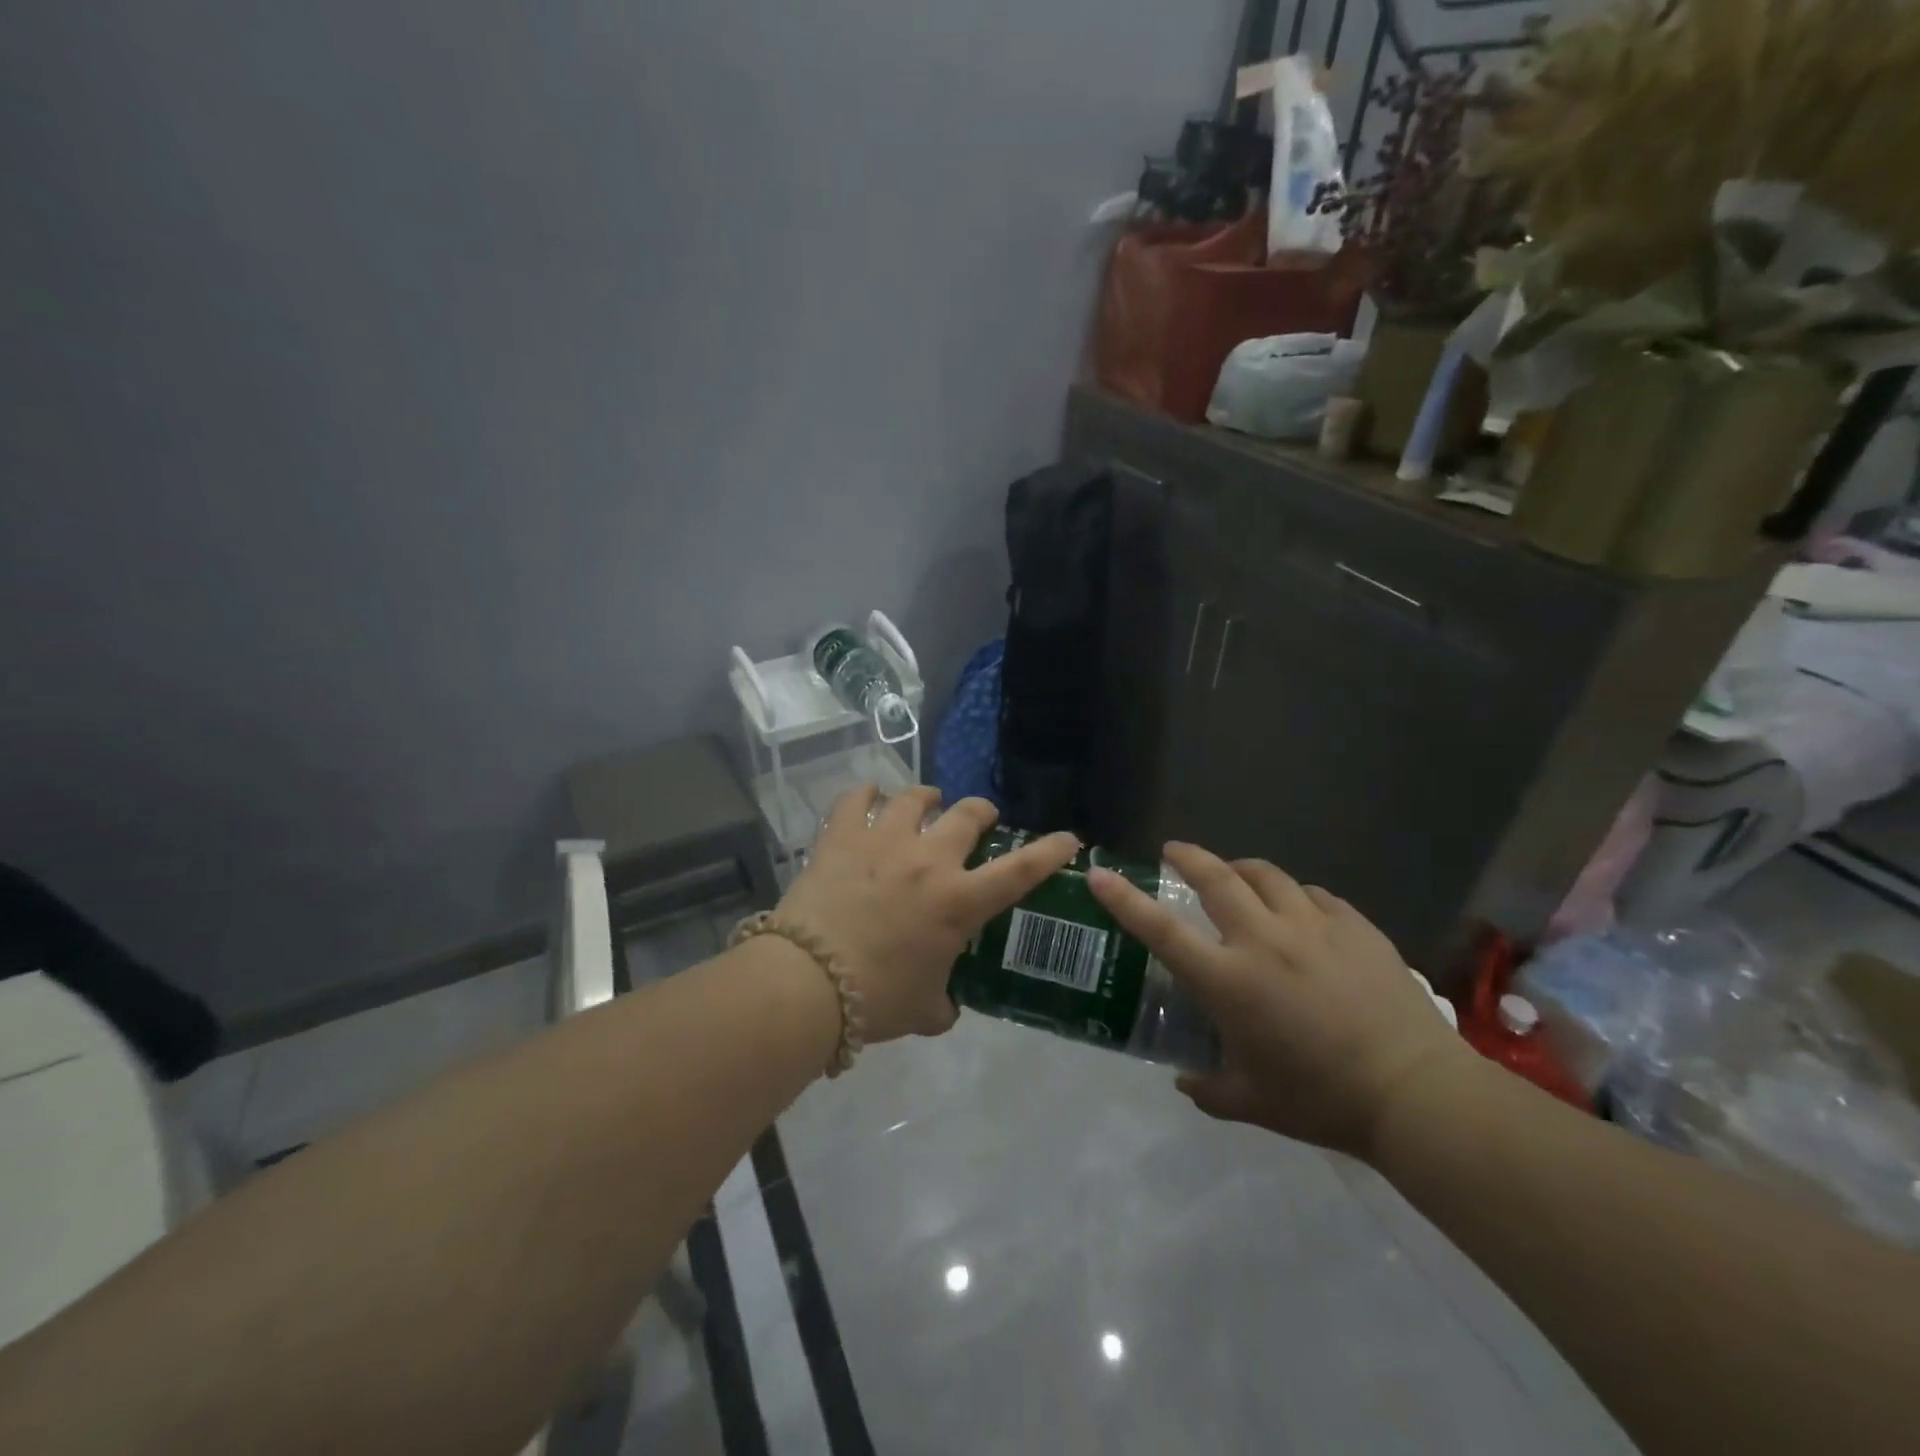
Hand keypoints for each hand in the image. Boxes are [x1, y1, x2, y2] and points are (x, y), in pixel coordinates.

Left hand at [776, 786, 1078, 1042]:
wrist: (807, 982)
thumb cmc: (876, 999)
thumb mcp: (923, 1010)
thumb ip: (943, 1004)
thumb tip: (945, 1008)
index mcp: (959, 901)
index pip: (1021, 870)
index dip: (1050, 851)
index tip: (1069, 838)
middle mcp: (929, 860)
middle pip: (966, 814)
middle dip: (980, 811)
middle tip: (980, 817)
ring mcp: (884, 842)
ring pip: (915, 798)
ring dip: (927, 798)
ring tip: (926, 802)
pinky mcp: (842, 837)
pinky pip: (857, 799)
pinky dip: (867, 794)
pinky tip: (869, 797)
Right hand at [1088, 842, 1467, 1157]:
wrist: (1415, 1092)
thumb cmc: (1321, 1099)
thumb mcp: (1252, 1101)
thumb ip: (1208, 1088)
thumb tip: (1184, 1079)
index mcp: (1229, 980)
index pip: (1161, 930)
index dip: (1124, 900)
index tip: (1100, 874)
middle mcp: (1263, 940)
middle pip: (1216, 877)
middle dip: (1189, 857)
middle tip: (1175, 853)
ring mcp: (1313, 926)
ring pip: (1267, 875)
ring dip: (1243, 871)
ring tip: (1238, 878)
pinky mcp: (1354, 926)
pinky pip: (1314, 895)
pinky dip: (1295, 897)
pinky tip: (1300, 913)